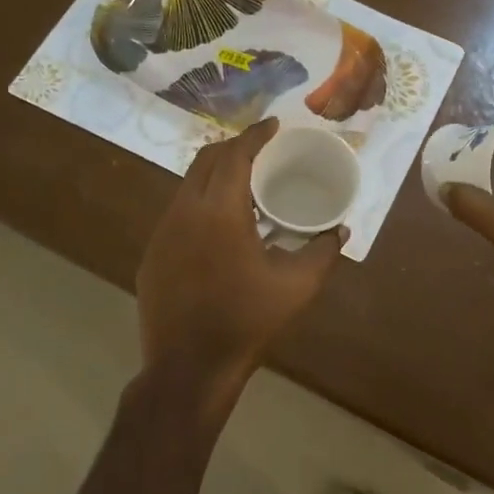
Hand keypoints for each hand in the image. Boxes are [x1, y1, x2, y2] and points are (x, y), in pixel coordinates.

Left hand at [136, 118, 345, 411]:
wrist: (188, 368)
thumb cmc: (247, 322)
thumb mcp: (296, 287)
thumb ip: (323, 252)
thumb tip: (341, 231)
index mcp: (220, 211)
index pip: (236, 155)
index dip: (255, 135)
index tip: (273, 125)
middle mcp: (185, 210)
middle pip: (207, 160)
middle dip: (234, 147)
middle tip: (260, 150)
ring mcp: (162, 232)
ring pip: (188, 185)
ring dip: (214, 175)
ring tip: (242, 185)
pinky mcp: (152, 254)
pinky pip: (177, 213)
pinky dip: (199, 204)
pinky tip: (217, 228)